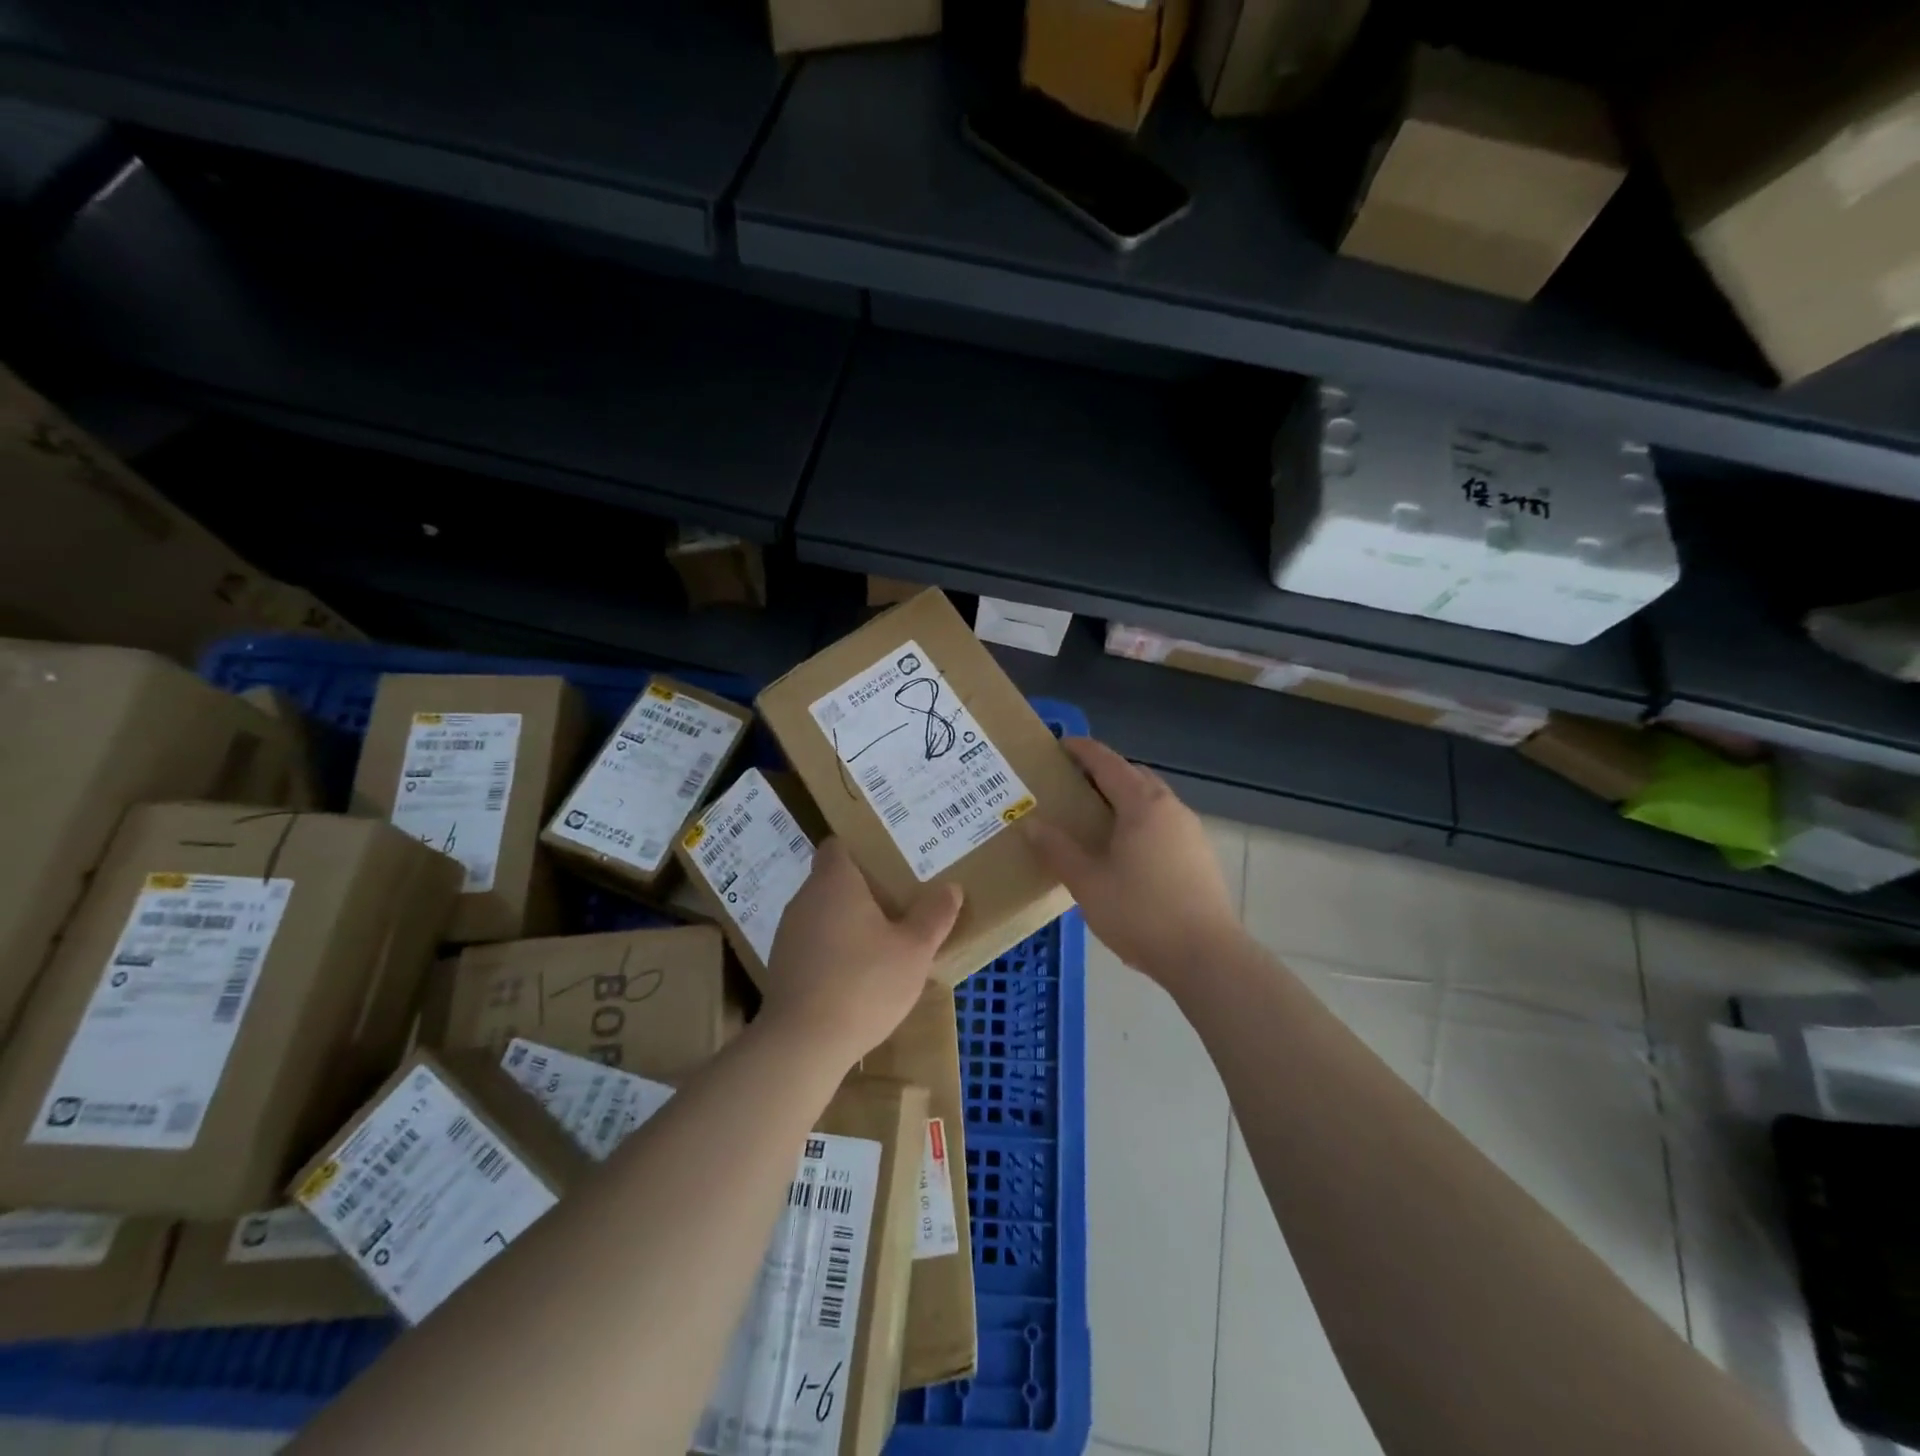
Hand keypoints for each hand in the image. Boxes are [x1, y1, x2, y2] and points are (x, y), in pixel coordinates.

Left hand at [759, 837, 963, 1067]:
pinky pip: (812, 944)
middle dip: (862, 890)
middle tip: (898, 902)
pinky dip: (832, 950)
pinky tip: (855, 975)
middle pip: (832, 880)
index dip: (861, 850)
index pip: (838, 846)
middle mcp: (805, 899)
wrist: (802, 1043)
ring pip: (822, 914)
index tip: (888, 863)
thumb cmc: (864, 983)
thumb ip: (934, 915)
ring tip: (881, 941)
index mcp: (834, 882)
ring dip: (847, 923)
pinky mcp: (781, 967)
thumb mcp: (913, 950)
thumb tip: (952, 887)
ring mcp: (788, 934)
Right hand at [1025, 738, 1242, 985]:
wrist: (1206, 956)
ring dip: (1125, 798)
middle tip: (1073, 785)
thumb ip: (1058, 850)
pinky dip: (1140, 821)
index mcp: (1142, 805)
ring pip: (1152, 800)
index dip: (1083, 750)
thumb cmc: (1141, 914)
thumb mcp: (1087, 883)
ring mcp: (1191, 832)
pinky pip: (1164, 823)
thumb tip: (1031, 824)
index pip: (1108, 763)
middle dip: (1105, 773)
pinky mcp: (1200, 856)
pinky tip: (1126, 851)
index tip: (1060, 745)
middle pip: (1134, 776)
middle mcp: (1170, 808)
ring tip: (1096, 819)